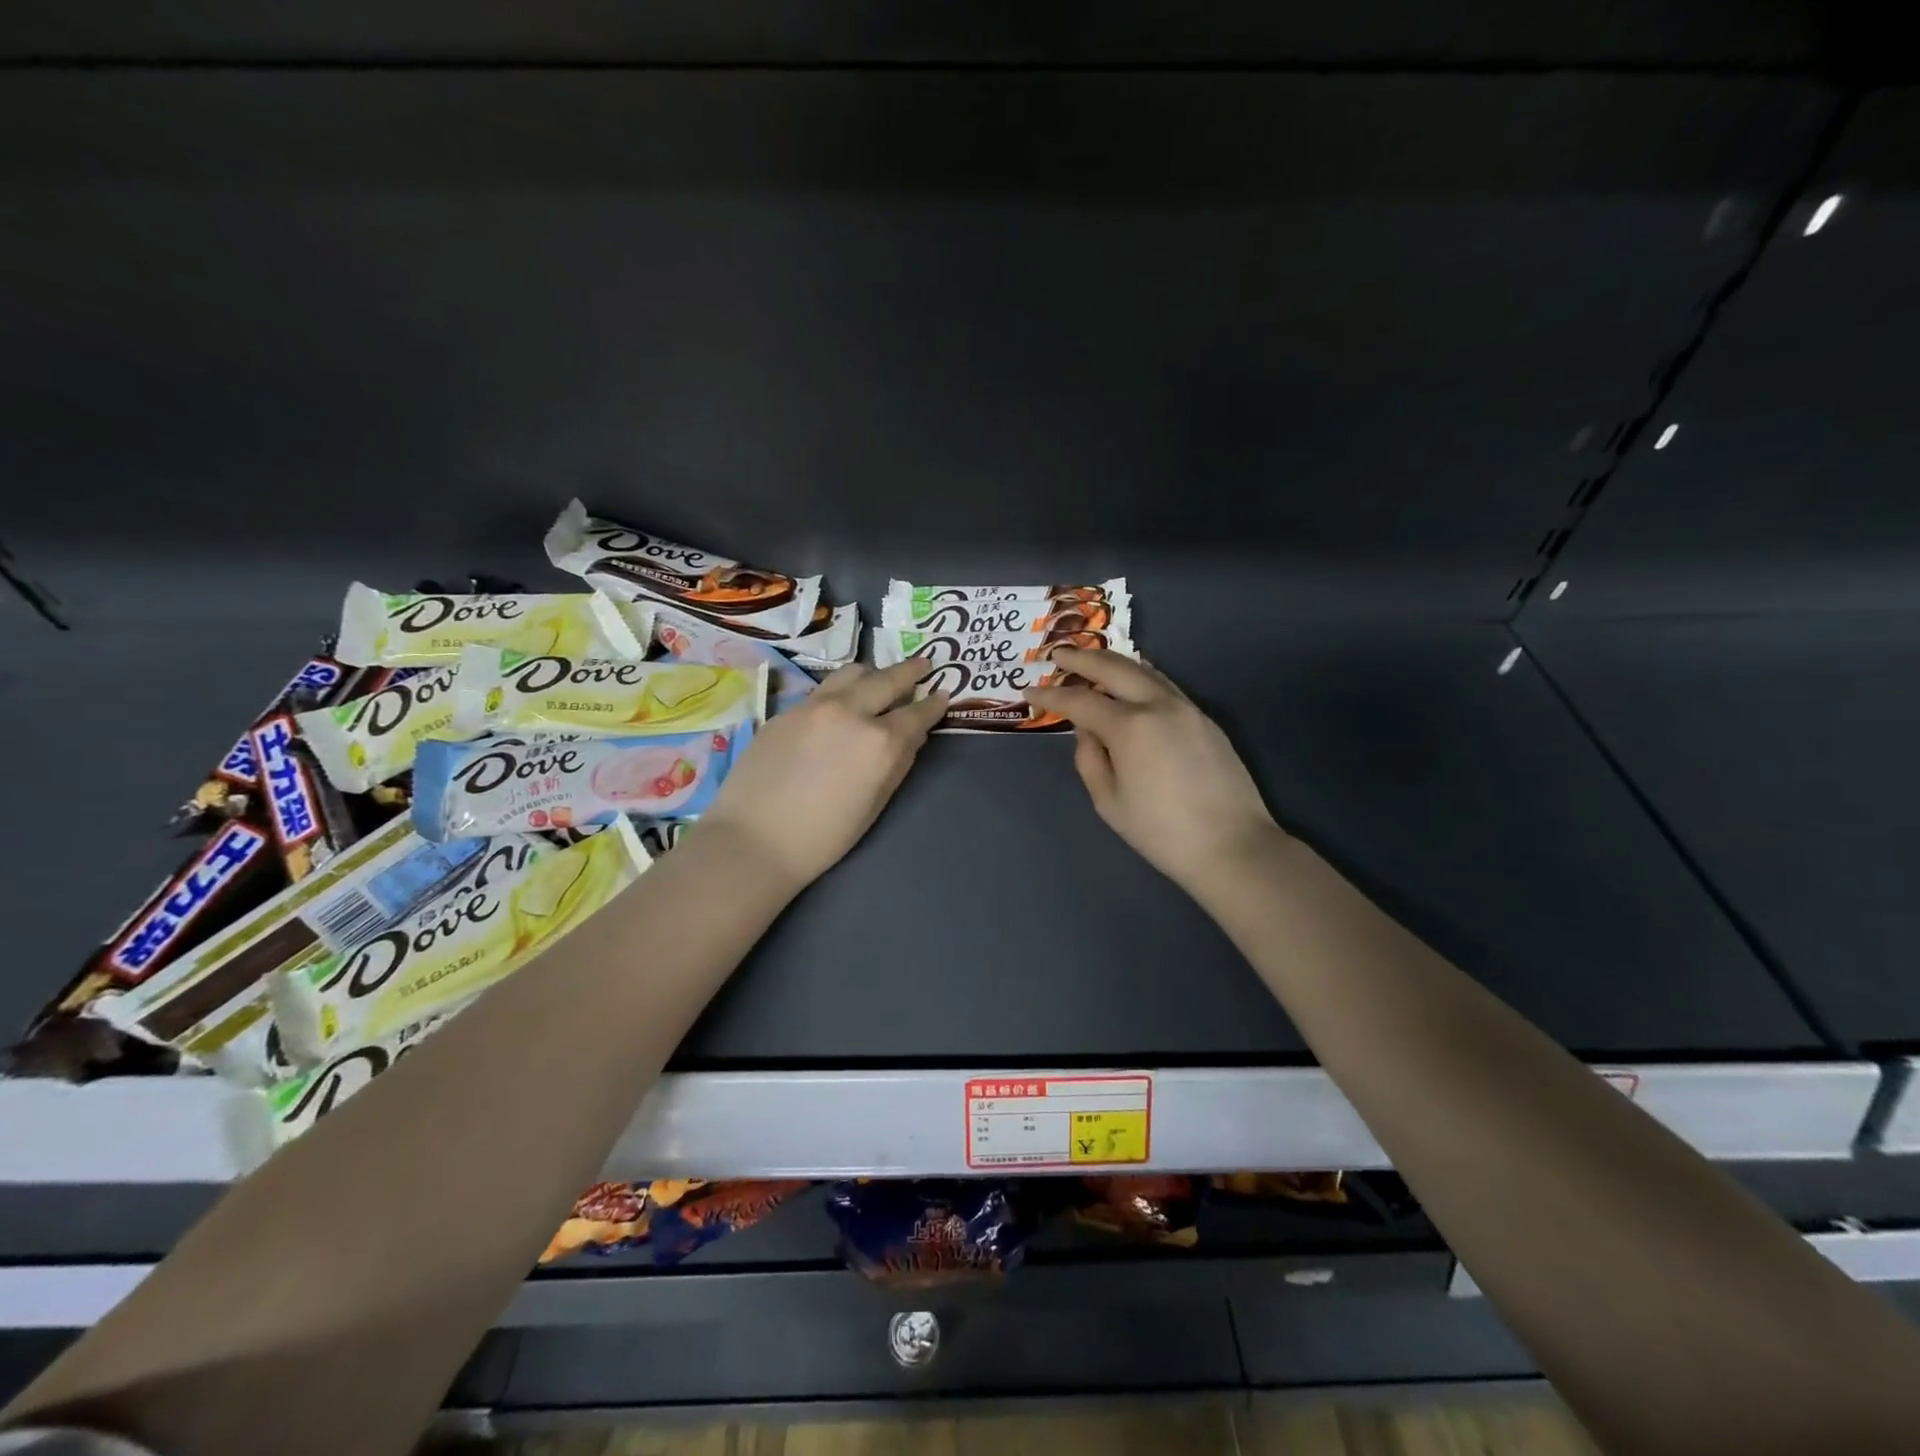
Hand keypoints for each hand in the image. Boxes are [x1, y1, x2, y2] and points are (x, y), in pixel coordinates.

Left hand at [700, 659, 948, 890]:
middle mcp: (851, 712)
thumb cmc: (824, 836)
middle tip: (923, 665)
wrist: (754, 840)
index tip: (944, 694)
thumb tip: (913, 736)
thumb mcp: (875, 804)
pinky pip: (824, 689)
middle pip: (887, 679)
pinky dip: (842, 689)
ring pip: (853, 673)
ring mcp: (815, 706)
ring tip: (879, 679)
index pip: (917, 713)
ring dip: (873, 674)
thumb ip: (899, 763)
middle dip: (910, 672)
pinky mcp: (787, 710)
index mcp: (880, 741)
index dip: (934, 704)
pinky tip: (841, 702)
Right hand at [1025, 649, 1283, 895]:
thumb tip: (1088, 731)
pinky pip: (1165, 684)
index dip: (1051, 694)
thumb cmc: (1162, 832)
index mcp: (1129, 726)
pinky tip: (1131, 681)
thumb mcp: (1109, 802)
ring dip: (1113, 662)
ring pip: (1144, 670)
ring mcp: (1186, 708)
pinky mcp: (1205, 719)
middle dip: (1082, 658)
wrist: (1233, 846)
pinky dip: (1140, 675)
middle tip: (1058, 654)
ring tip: (1091, 661)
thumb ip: (1090, 759)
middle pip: (1114, 668)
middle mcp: (1158, 705)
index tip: (1029, 689)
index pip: (1080, 701)